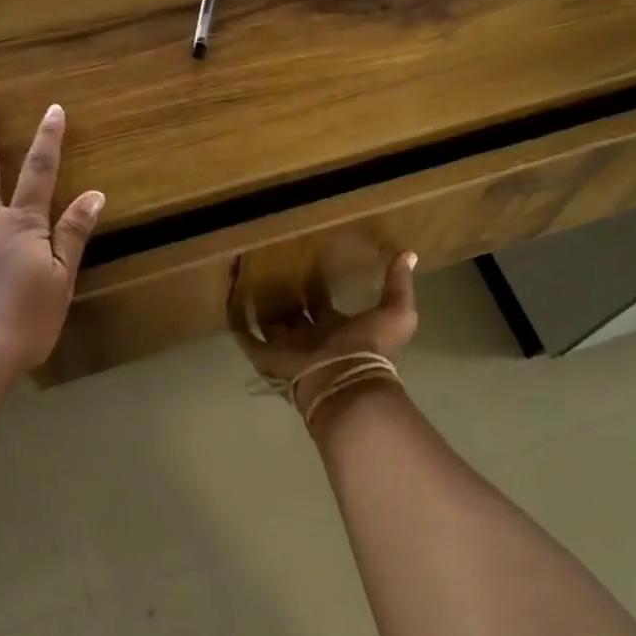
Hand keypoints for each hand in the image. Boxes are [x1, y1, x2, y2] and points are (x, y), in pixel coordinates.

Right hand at [230, 252, 418, 417]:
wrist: (343, 381)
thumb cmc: (368, 348)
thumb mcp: (396, 313)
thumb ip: (399, 285)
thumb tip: (408, 254)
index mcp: (336, 328)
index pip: (322, 305)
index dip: (316, 287)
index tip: (306, 263)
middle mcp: (309, 337)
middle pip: (293, 314)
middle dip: (285, 295)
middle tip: (272, 267)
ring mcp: (286, 347)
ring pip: (269, 323)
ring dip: (260, 305)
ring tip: (246, 279)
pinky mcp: (266, 356)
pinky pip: (246, 336)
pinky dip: (237, 320)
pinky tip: (228, 300)